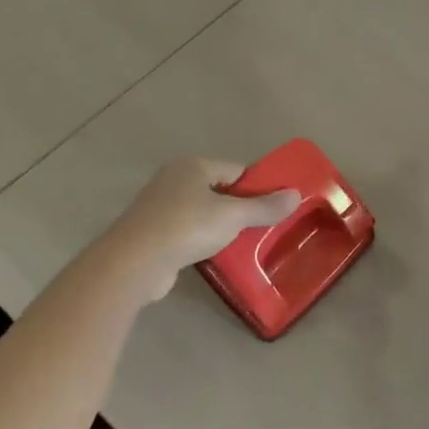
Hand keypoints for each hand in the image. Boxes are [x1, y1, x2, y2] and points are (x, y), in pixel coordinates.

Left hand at [115, 158, 302, 288]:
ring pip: (203, 212)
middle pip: (220, 190)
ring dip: (221, 226)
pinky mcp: (151, 233)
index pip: (237, 169)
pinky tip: (214, 256)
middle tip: (263, 227)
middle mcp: (174, 179)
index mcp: (194, 166)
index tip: (274, 207)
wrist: (133, 263)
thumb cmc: (186, 227)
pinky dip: (201, 240)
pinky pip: (187, 231)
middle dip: (240, 208)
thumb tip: (296, 195)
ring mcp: (159, 206)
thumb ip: (265, 206)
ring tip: (243, 244)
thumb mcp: (233, 216)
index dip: (258, 186)